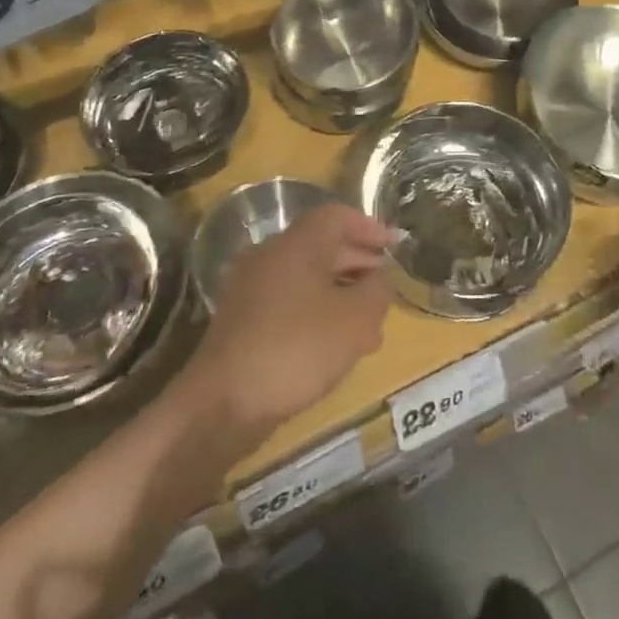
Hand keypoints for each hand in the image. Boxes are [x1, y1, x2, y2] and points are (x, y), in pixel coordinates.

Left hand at [180, 203, 394, 447]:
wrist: (223, 403)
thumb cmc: (297, 348)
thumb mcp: (355, 320)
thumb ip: (377, 291)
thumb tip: (380, 277)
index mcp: (296, 243)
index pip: (337, 216)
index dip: (370, 227)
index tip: (395, 247)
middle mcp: (270, 255)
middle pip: (322, 245)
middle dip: (359, 263)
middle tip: (386, 287)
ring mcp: (252, 288)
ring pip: (307, 278)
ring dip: (341, 293)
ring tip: (370, 326)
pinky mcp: (243, 320)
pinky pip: (290, 302)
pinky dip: (317, 313)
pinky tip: (335, 346)